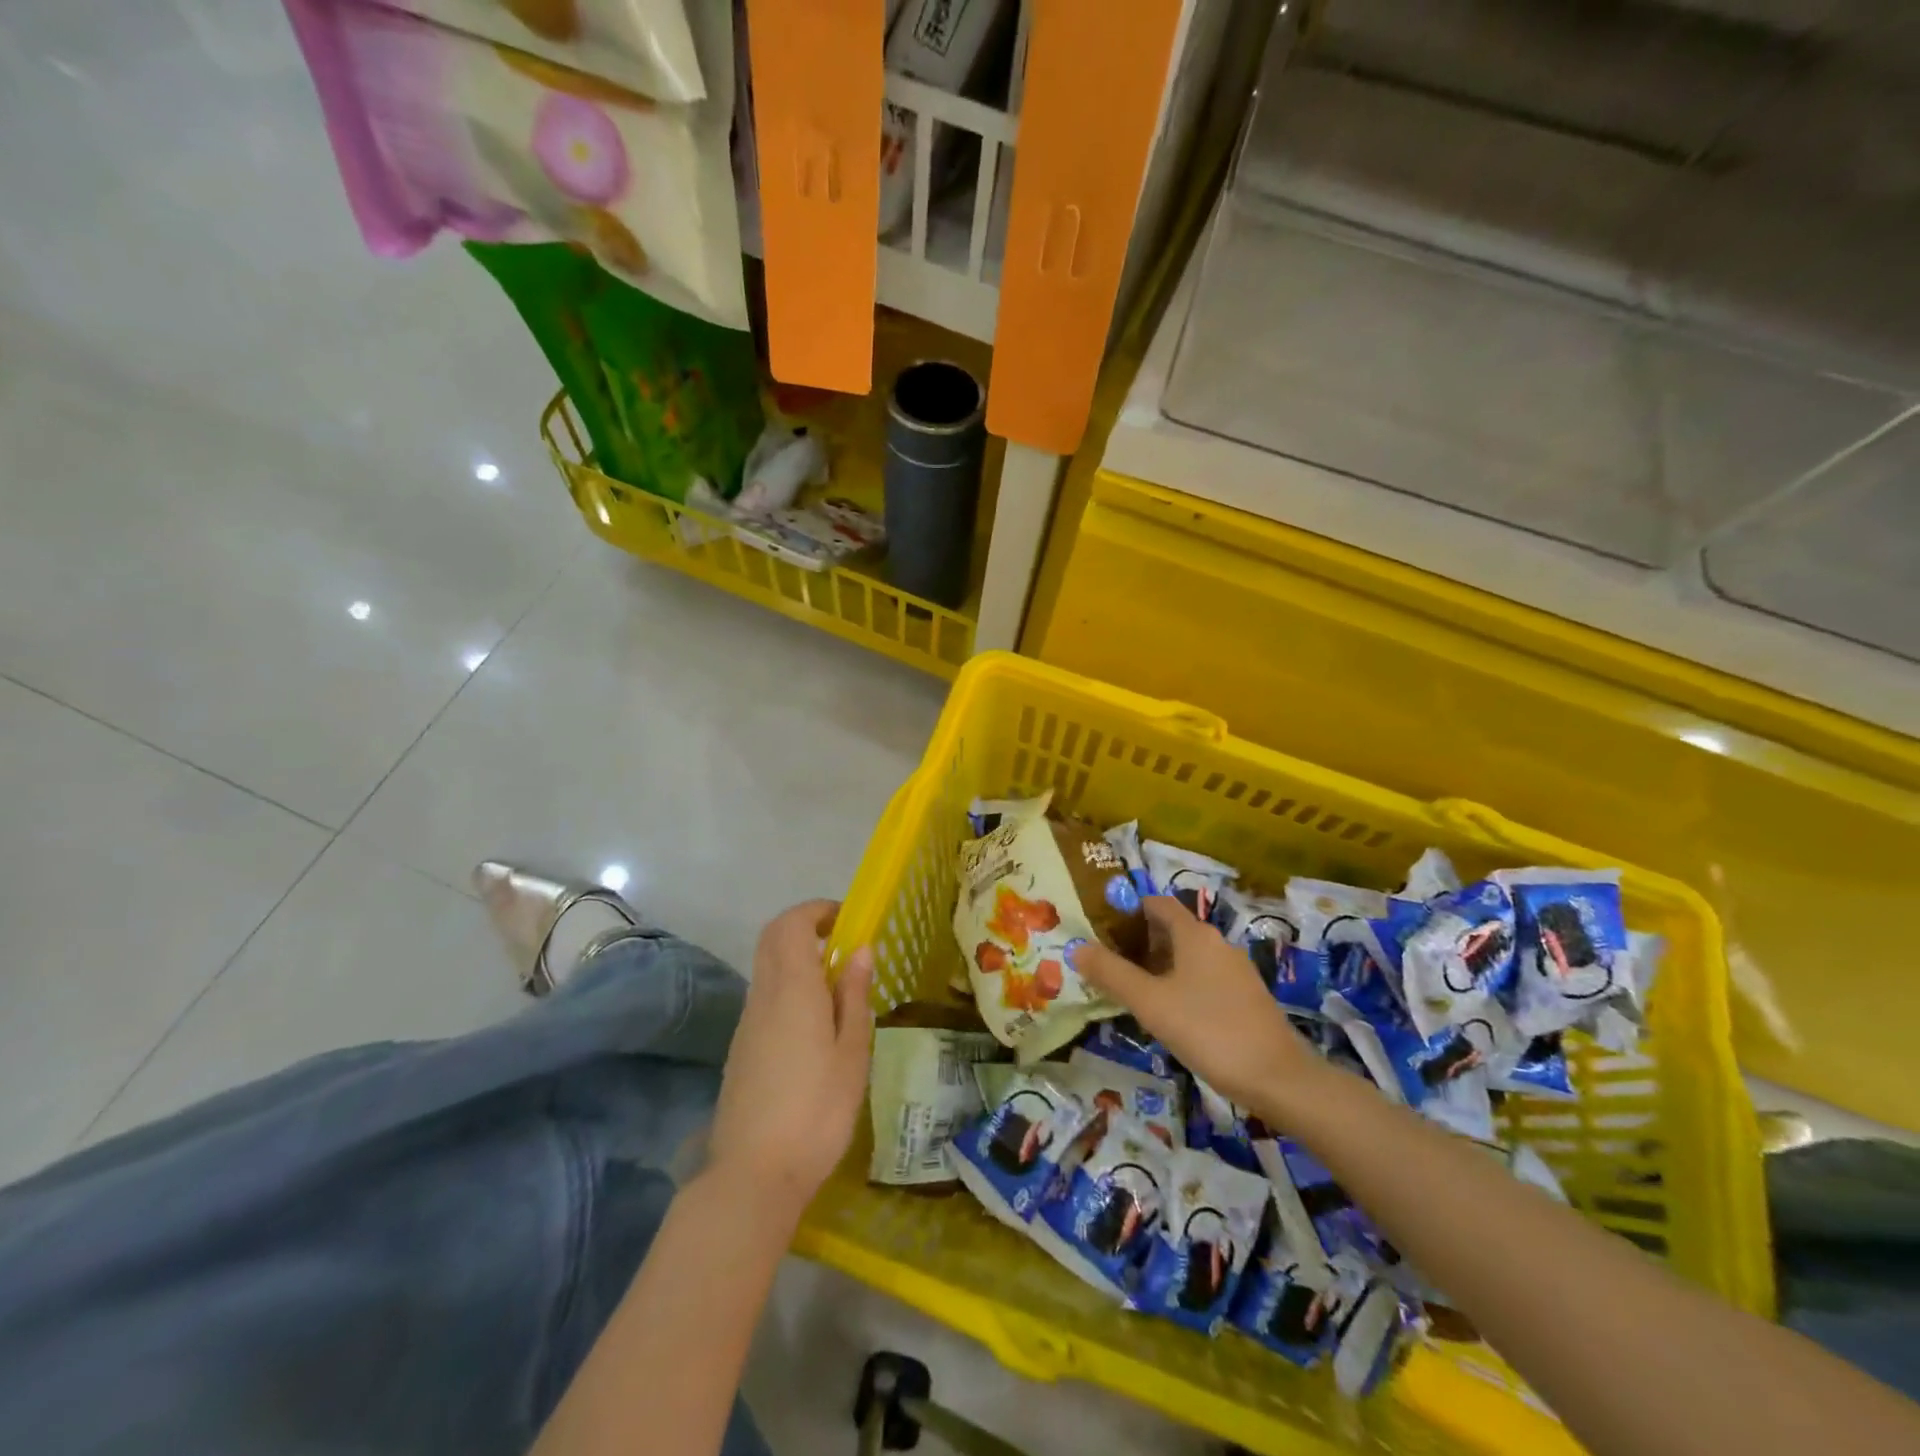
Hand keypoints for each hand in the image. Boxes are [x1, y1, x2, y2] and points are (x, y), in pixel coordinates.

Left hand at [709, 901, 874, 1219]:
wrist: (753, 1177)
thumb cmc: (817, 1111)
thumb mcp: (852, 1053)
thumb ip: (854, 996)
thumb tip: (860, 950)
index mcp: (792, 989)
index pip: (791, 924)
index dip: (817, 910)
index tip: (847, 919)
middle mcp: (763, 996)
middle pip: (773, 939)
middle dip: (805, 927)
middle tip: (842, 943)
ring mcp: (747, 1023)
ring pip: (766, 968)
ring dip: (797, 958)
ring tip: (837, 986)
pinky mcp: (741, 1049)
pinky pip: (764, 997)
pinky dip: (788, 987)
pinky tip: (814, 1024)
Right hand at [1070, 896, 1324, 1121]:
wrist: (1279, 1078)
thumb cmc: (1208, 1030)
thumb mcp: (1150, 1002)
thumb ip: (1111, 973)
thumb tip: (1077, 947)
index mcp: (1194, 934)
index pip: (1156, 903)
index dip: (1128, 910)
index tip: (1101, 928)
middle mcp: (1217, 943)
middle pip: (1171, 930)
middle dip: (1138, 942)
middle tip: (1107, 965)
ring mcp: (1235, 971)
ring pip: (1187, 957)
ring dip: (1158, 966)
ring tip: (1131, 991)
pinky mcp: (1245, 998)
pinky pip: (1203, 978)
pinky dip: (1180, 985)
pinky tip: (1168, 1014)